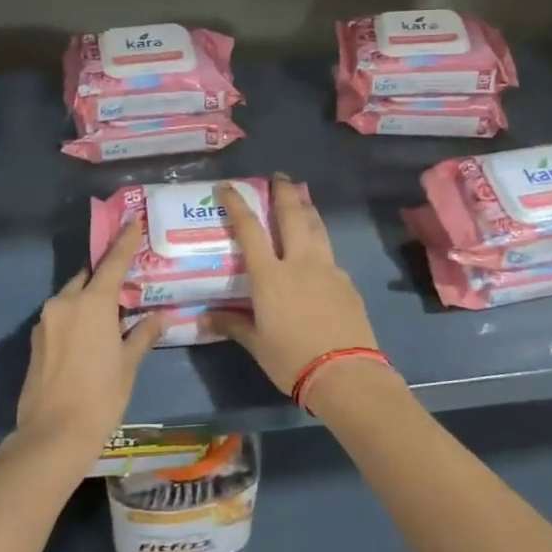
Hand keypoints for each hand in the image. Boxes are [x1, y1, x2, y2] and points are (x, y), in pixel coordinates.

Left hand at [15, 222, 160, 454]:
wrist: (52, 436)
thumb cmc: (100, 397)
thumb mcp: (128, 365)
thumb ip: (143, 334)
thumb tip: (161, 317)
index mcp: (91, 303)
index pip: (112, 262)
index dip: (124, 241)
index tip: (133, 221)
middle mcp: (64, 303)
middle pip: (88, 278)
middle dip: (105, 277)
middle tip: (126, 285)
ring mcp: (45, 321)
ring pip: (71, 298)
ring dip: (89, 300)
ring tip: (110, 317)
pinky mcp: (34, 341)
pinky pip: (60, 318)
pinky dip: (75, 318)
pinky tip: (88, 339)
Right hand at [210, 176, 384, 395]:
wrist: (346, 374)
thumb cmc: (292, 360)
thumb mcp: (257, 345)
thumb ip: (233, 325)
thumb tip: (204, 318)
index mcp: (270, 276)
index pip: (249, 230)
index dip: (237, 204)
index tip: (227, 187)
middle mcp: (300, 263)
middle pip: (292, 215)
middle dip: (283, 192)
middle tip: (279, 177)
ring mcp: (328, 269)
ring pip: (317, 228)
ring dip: (307, 209)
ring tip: (302, 199)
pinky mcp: (347, 282)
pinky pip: (330, 254)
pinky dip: (320, 243)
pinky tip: (318, 253)